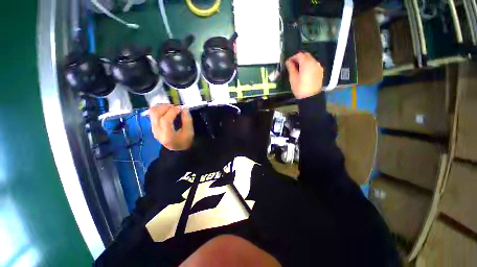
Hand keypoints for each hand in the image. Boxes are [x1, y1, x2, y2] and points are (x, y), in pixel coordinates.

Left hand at [149, 104, 193, 150]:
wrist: (177, 149)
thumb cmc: (185, 141)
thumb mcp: (189, 132)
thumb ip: (187, 120)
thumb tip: (184, 109)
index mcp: (167, 135)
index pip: (165, 120)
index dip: (173, 111)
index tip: (181, 108)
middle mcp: (157, 131)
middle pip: (155, 113)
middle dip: (166, 106)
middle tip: (176, 107)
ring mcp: (153, 128)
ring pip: (152, 112)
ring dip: (162, 106)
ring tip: (172, 108)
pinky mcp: (152, 126)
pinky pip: (153, 114)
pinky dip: (160, 109)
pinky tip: (168, 111)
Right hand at [286, 52, 323, 99]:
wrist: (310, 97)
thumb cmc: (300, 88)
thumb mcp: (293, 78)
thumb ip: (291, 68)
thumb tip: (288, 62)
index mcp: (307, 63)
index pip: (299, 55)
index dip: (293, 57)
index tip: (288, 62)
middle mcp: (314, 62)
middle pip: (306, 55)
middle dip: (299, 58)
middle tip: (292, 65)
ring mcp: (318, 67)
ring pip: (310, 60)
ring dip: (304, 62)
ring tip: (297, 69)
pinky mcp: (320, 71)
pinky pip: (313, 65)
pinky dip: (308, 66)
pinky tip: (304, 72)